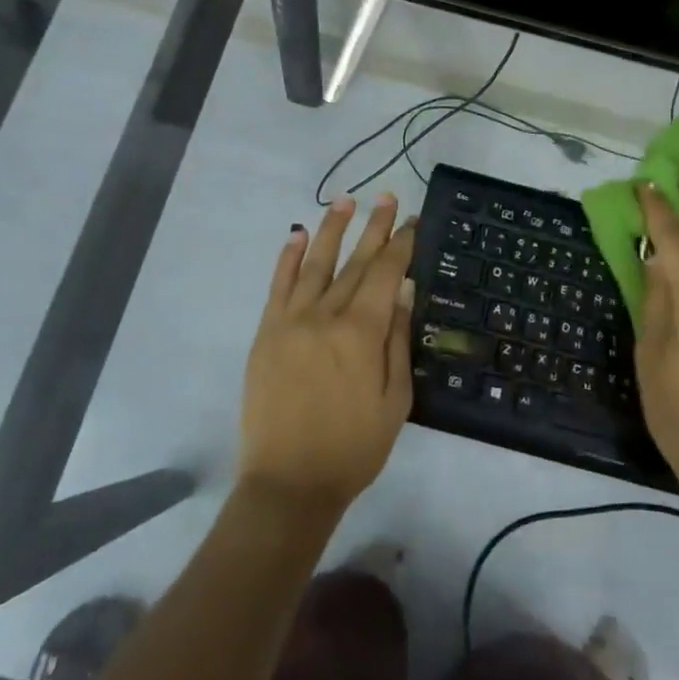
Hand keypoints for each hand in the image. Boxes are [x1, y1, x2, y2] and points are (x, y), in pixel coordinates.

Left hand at [239, 193, 416, 512]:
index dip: (400, 244)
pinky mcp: (267, 333)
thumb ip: (398, 340)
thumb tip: (404, 291)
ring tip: (345, 201)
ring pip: (315, 264)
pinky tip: (297, 235)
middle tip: (385, 196)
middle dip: (373, 227)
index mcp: (361, 332)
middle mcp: (325, 315)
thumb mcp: (394, 400)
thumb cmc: (353, 448)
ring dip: (331, 229)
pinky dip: (288, 258)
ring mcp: (290, 321)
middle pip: (354, 262)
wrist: (288, 483)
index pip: (385, 274)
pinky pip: (278, 286)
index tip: (411, 220)